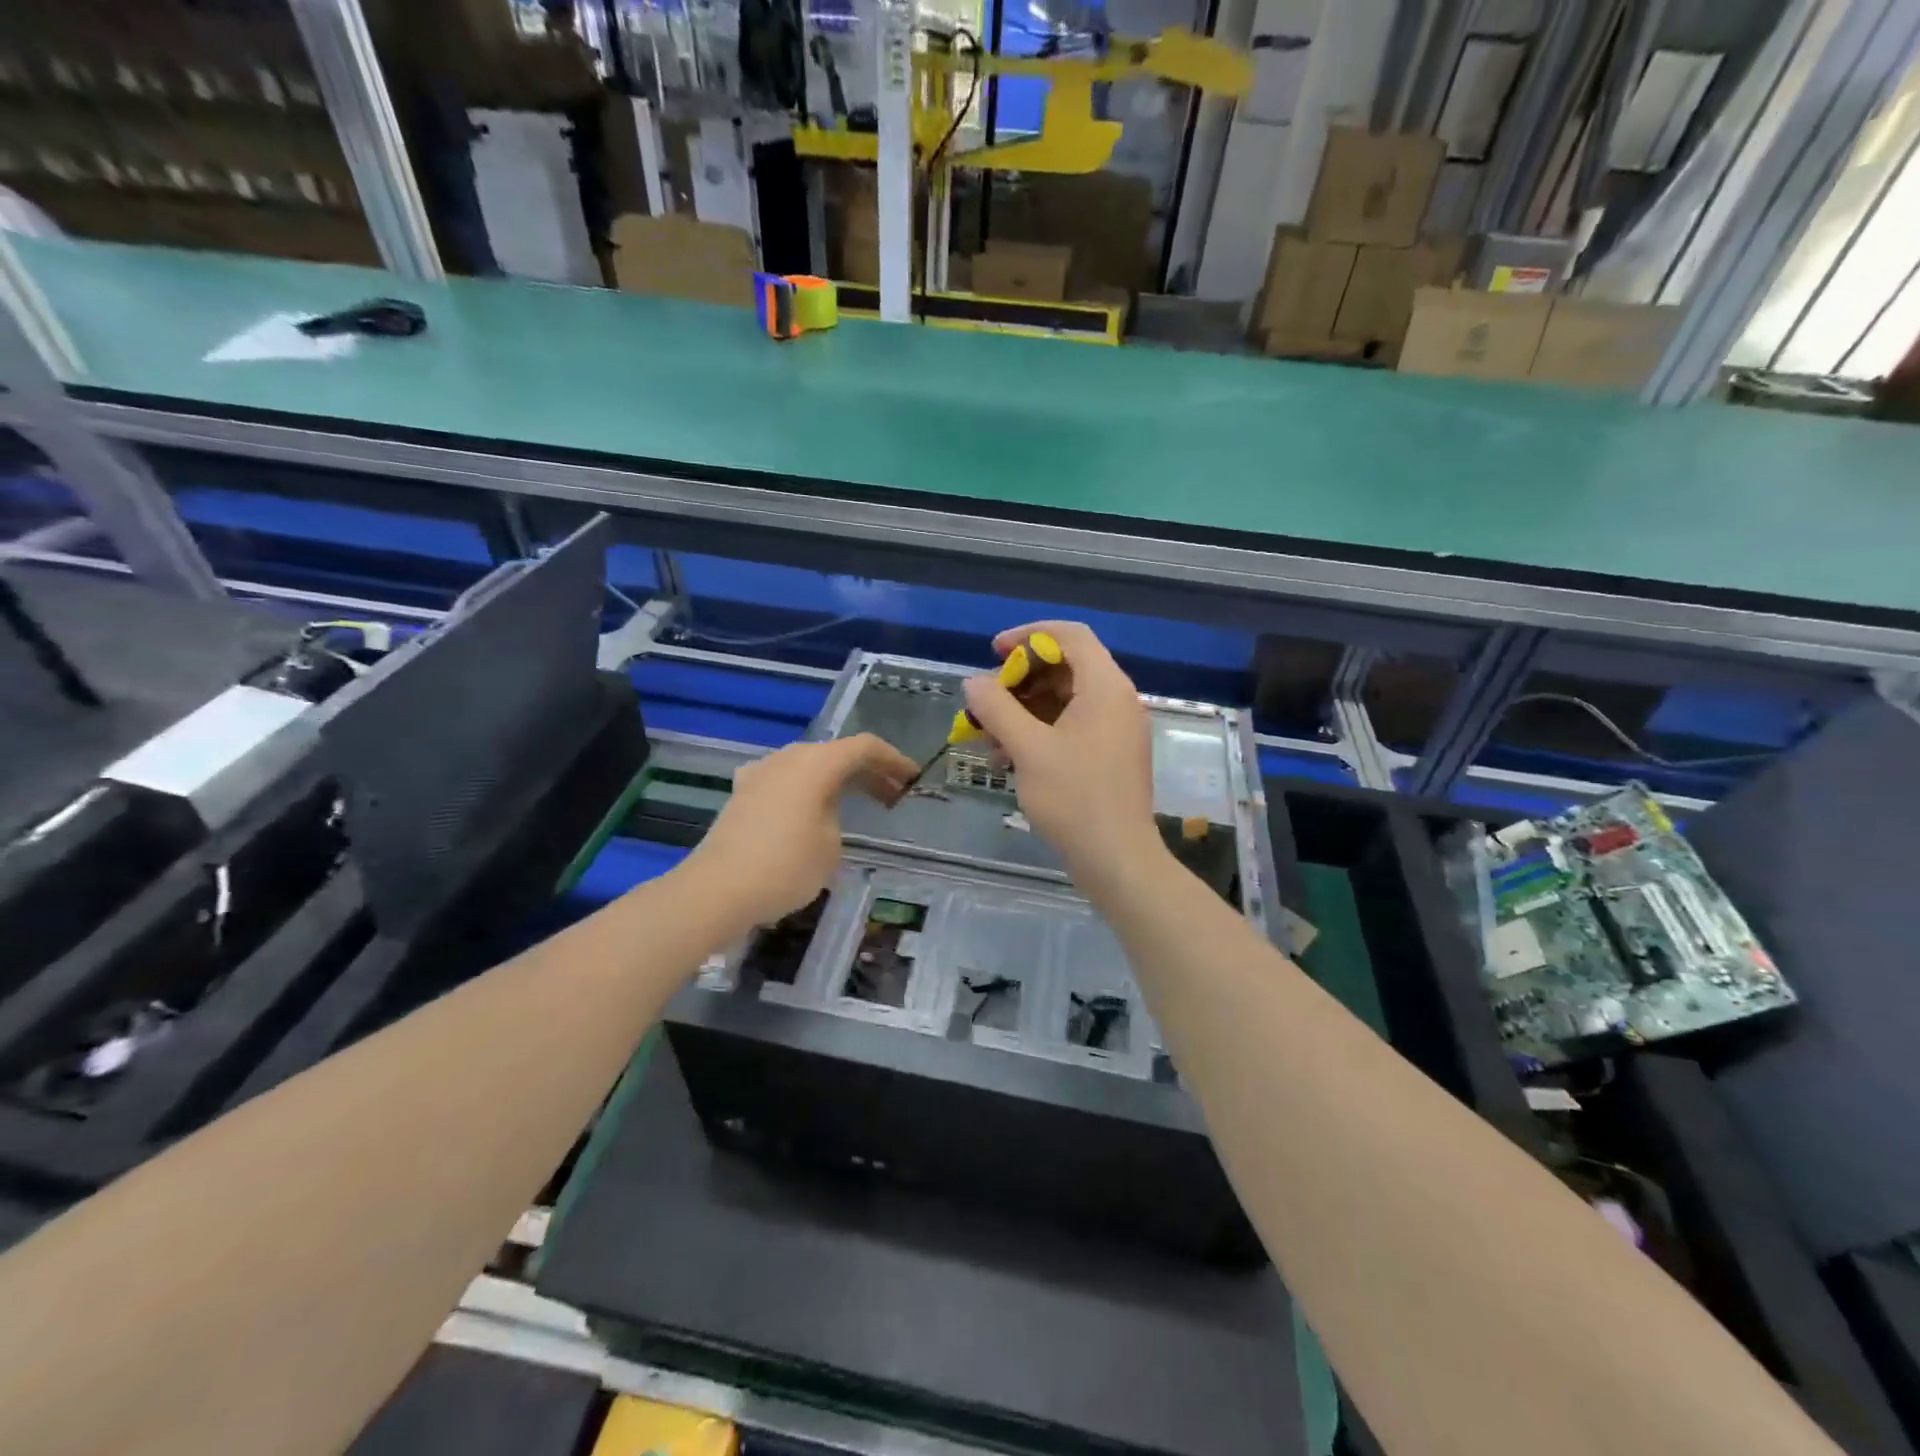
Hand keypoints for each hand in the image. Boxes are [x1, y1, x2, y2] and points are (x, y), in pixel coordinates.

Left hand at [691, 734, 916, 926]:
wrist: (717, 890)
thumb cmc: (785, 867)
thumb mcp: (830, 845)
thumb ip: (836, 816)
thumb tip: (824, 812)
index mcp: (816, 763)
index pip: (864, 747)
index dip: (893, 760)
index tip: (912, 779)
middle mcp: (788, 758)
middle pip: (836, 754)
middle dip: (867, 772)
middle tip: (892, 796)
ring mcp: (761, 773)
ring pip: (809, 766)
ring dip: (836, 780)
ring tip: (856, 803)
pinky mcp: (743, 794)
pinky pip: (785, 781)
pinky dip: (806, 790)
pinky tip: (807, 808)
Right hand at [962, 621, 1162, 882]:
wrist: (1117, 859)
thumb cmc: (1074, 799)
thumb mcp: (1028, 749)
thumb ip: (997, 709)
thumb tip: (973, 682)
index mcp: (1105, 687)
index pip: (1070, 635)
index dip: (1028, 636)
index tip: (994, 653)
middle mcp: (1116, 700)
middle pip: (1065, 667)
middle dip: (1020, 680)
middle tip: (987, 702)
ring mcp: (1116, 729)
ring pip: (1065, 700)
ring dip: (1024, 710)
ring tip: (990, 737)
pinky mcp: (1111, 754)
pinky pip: (1072, 726)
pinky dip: (1040, 732)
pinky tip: (1009, 758)